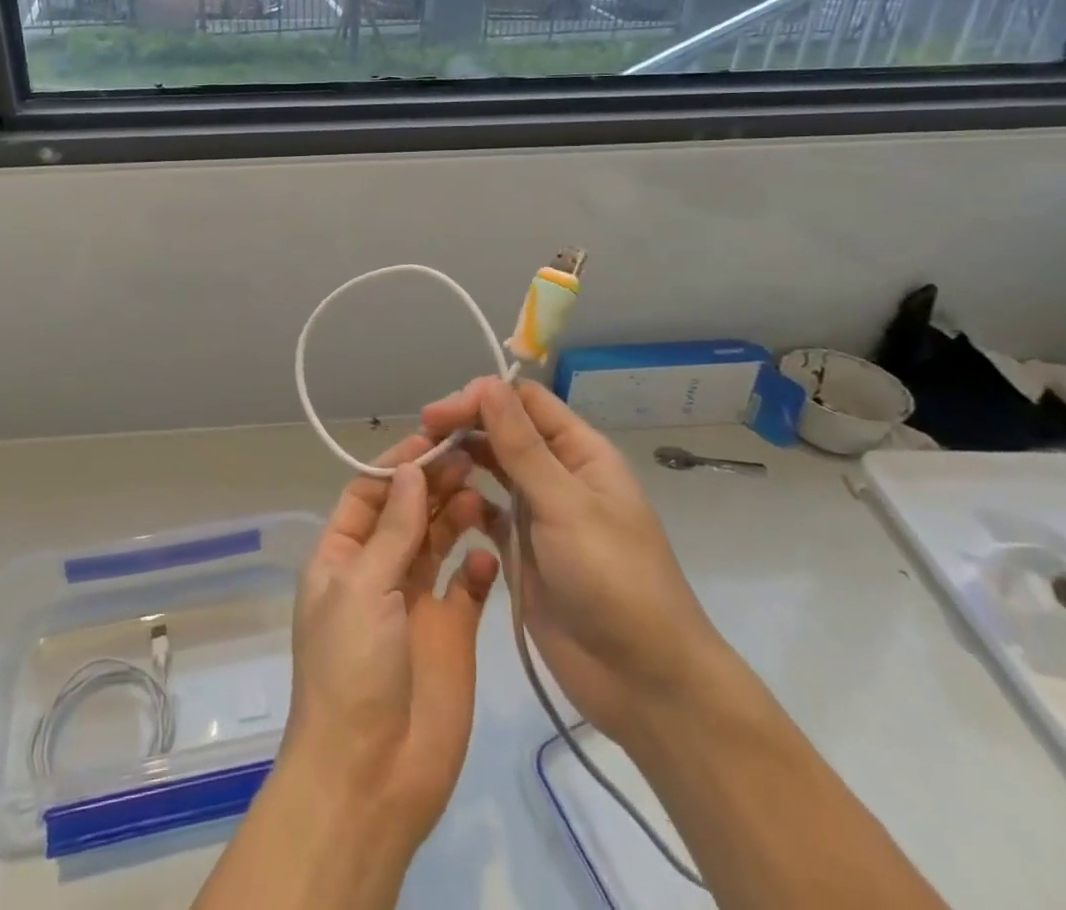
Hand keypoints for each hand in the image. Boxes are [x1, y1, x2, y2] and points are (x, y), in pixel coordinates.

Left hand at [280, 434, 500, 854]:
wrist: (370, 776)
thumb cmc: (352, 669)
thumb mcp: (363, 587)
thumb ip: (392, 528)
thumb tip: (410, 469)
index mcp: (342, 555)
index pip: (370, 493)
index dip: (398, 464)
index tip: (434, 436)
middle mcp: (378, 570)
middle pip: (408, 511)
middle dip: (434, 481)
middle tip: (470, 453)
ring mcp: (416, 600)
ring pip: (438, 539)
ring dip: (457, 512)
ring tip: (484, 488)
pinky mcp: (451, 631)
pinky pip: (468, 584)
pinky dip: (479, 564)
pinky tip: (491, 552)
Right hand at [423, 378, 727, 744]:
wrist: (644, 682)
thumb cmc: (613, 578)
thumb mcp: (566, 504)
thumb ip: (522, 445)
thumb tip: (488, 383)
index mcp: (580, 452)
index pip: (525, 403)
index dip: (483, 398)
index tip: (439, 412)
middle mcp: (558, 474)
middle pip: (504, 431)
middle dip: (464, 426)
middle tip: (421, 436)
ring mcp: (538, 513)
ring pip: (491, 468)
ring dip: (460, 460)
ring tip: (421, 463)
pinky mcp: (521, 550)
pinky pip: (486, 511)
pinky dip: (463, 502)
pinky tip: (439, 503)